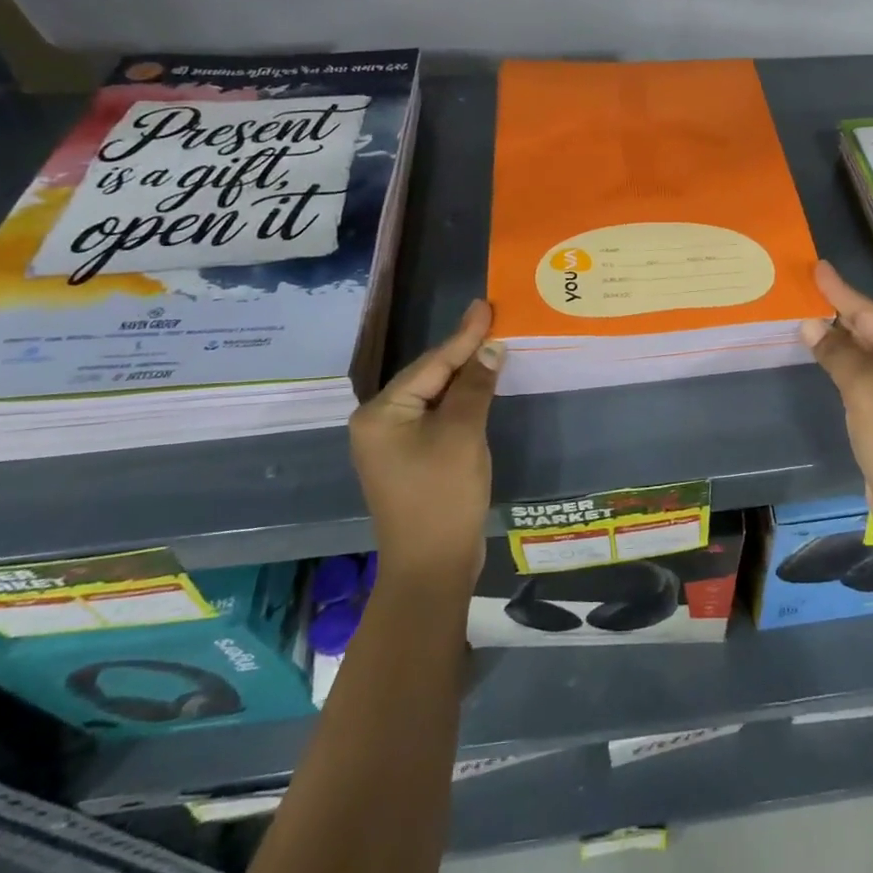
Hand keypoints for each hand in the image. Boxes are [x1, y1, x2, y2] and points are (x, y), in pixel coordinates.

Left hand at [348, 300, 502, 590]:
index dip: (464, 335)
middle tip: (493, 320)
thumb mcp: (462, 434)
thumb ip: (475, 386)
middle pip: (429, 376)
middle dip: (463, 352)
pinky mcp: (410, 458)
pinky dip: (460, 400)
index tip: (485, 304)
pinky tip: (480, 385)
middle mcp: (378, 422)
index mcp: (381, 413)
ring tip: (491, 344)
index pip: (431, 364)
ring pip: (434, 396)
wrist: (432, 567)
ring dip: (464, 375)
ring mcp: (392, 442)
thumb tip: (491, 348)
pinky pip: (436, 416)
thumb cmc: (443, 496)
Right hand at [800, 262, 872, 553]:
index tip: (818, 266)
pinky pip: (866, 372)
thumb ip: (836, 351)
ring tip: (809, 313)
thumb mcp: (862, 386)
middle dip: (839, 310)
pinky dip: (845, 361)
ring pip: (867, 351)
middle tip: (807, 288)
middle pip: (871, 327)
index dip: (840, 290)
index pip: (870, 311)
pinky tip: (825, 352)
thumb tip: (811, 324)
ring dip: (839, 337)